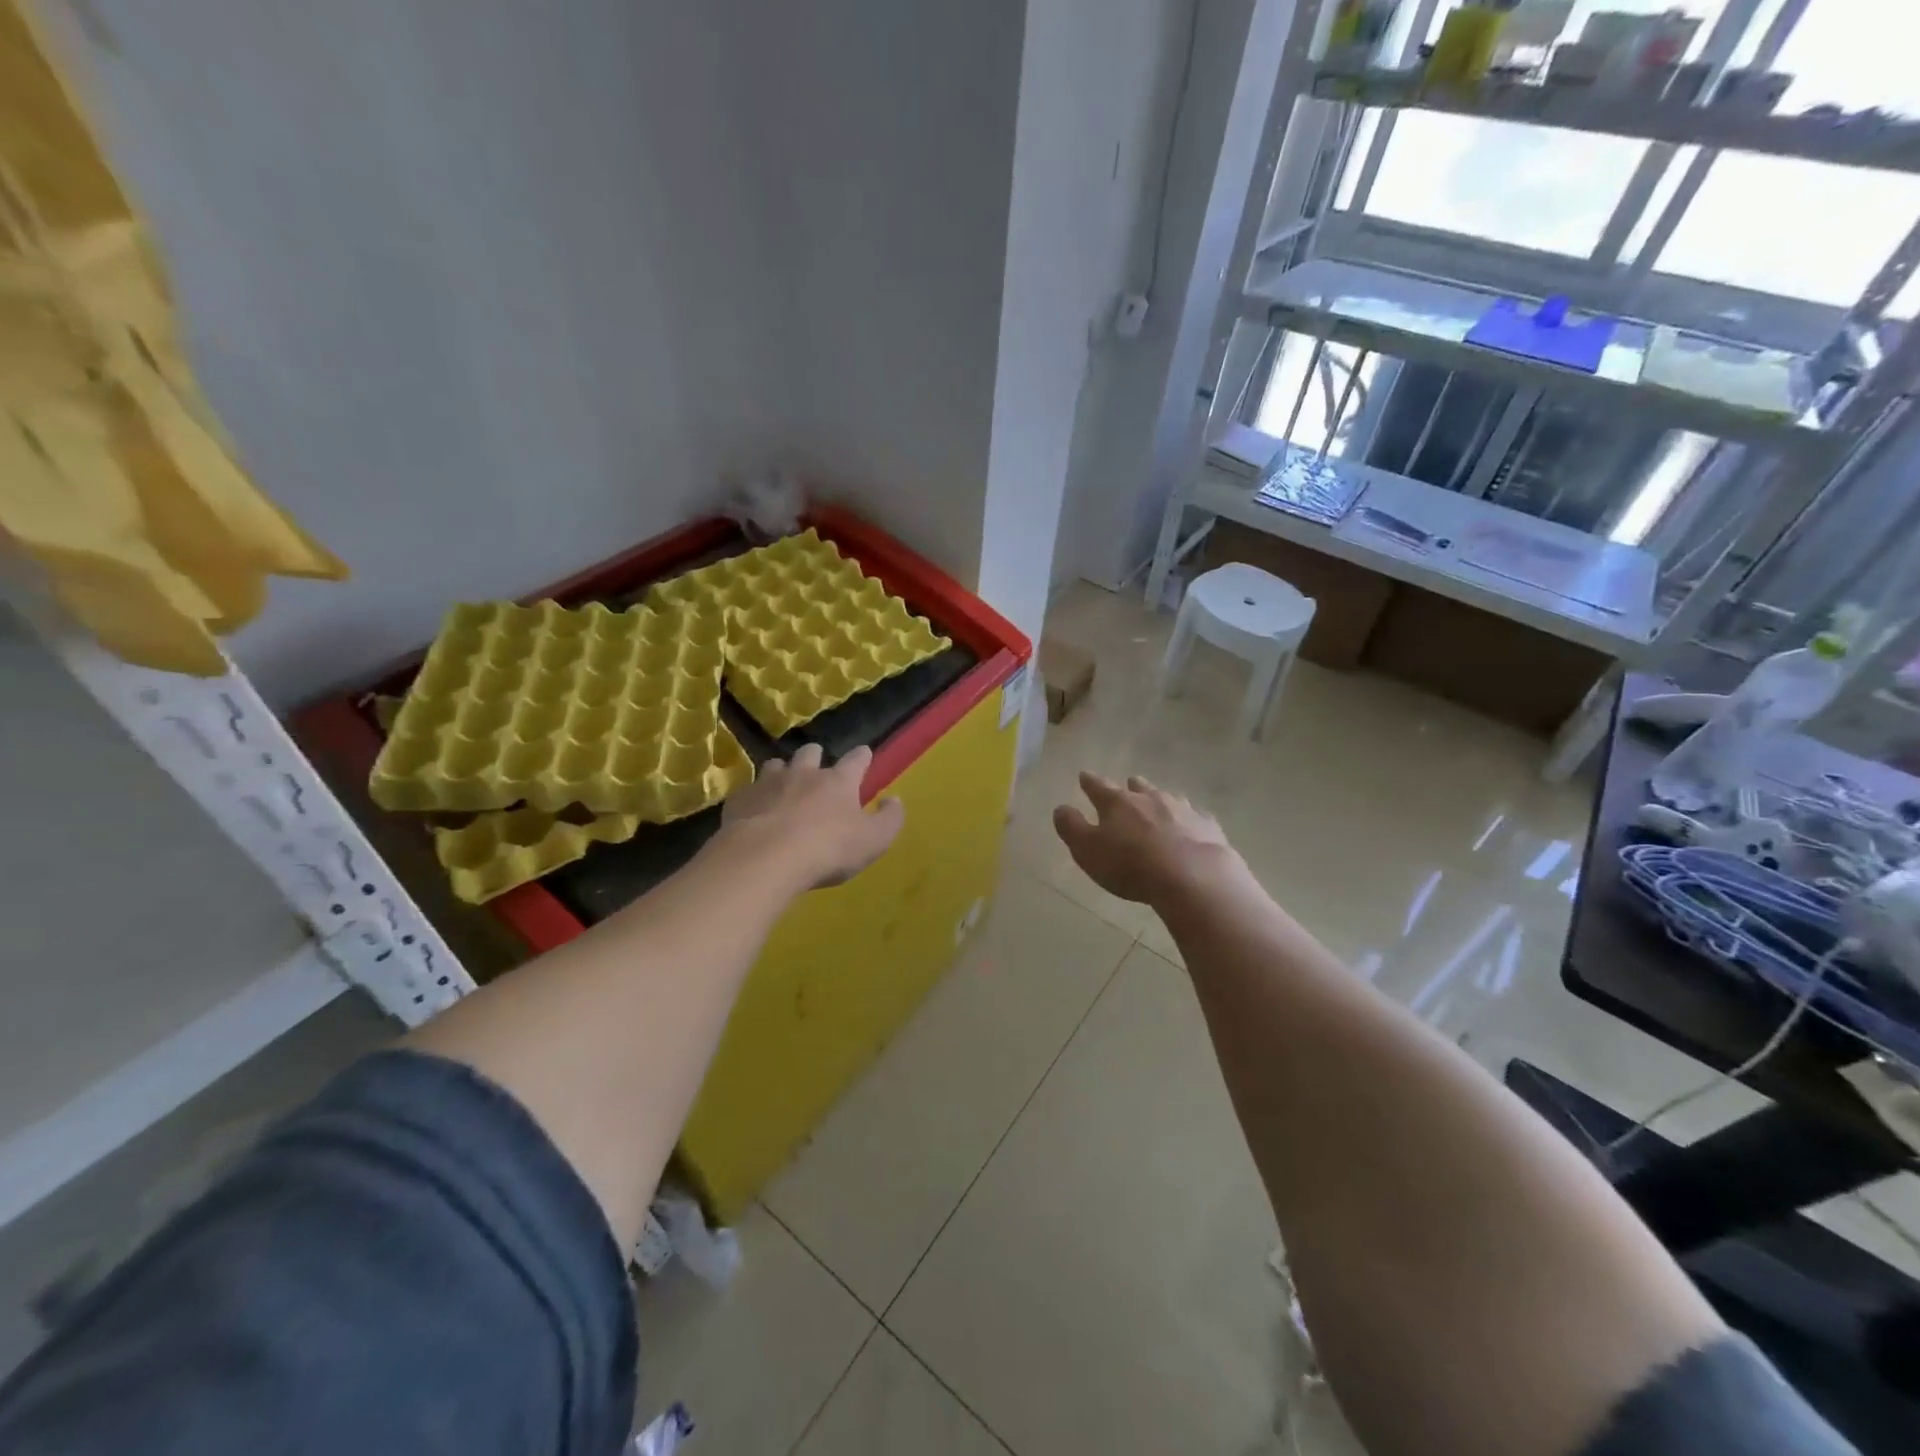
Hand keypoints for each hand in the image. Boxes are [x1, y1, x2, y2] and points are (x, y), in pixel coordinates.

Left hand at [717, 743, 903, 888]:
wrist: (765, 858)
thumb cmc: (827, 849)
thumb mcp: (873, 841)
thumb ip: (889, 819)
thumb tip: (895, 800)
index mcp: (838, 782)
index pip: (855, 761)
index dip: (861, 757)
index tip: (864, 753)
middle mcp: (803, 774)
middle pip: (810, 753)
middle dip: (815, 756)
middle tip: (817, 765)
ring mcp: (768, 784)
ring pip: (775, 765)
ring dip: (782, 772)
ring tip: (783, 783)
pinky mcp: (740, 801)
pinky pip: (748, 791)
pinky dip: (754, 797)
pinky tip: (754, 810)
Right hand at [1053, 772, 1240, 905]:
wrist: (1192, 876)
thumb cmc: (1130, 865)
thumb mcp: (1087, 850)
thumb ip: (1072, 827)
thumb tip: (1061, 808)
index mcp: (1117, 802)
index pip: (1098, 786)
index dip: (1089, 782)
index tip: (1084, 776)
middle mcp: (1149, 798)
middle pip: (1137, 786)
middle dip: (1130, 787)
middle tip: (1127, 786)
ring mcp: (1182, 809)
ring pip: (1167, 797)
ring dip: (1159, 800)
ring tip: (1158, 805)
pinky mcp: (1207, 826)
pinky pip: (1196, 817)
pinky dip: (1189, 820)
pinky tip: (1192, 826)